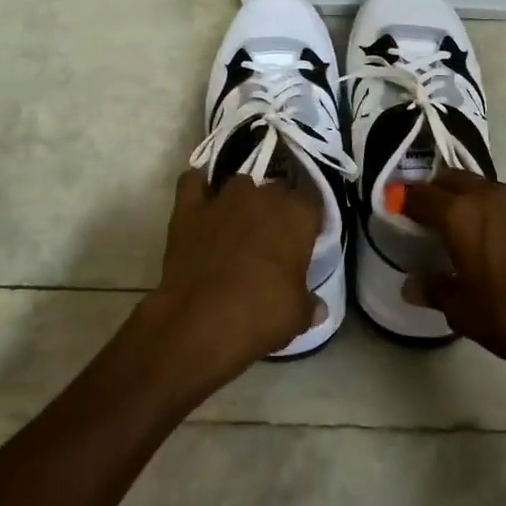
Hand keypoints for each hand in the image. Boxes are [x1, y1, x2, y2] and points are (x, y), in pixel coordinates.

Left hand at [131, 169, 322, 399]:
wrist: (199, 323)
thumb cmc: (260, 317)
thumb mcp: (298, 316)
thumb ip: (310, 304)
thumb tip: (318, 307)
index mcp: (298, 215)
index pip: (313, 199)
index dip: (310, 217)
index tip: (308, 235)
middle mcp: (263, 196)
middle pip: (277, 189)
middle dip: (278, 208)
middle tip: (274, 237)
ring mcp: (223, 199)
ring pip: (240, 183)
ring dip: (243, 199)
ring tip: (239, 223)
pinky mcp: (188, 208)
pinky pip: (193, 181)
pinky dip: (199, 186)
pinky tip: (203, 200)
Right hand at [403, 170, 505, 376]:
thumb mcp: (465, 313)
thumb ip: (435, 292)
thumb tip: (412, 285)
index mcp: (461, 216)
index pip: (421, 195)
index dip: (405, 199)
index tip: (397, 205)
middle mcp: (493, 196)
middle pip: (456, 179)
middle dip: (440, 191)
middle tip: (434, 214)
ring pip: (494, 191)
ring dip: (480, 204)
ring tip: (483, 233)